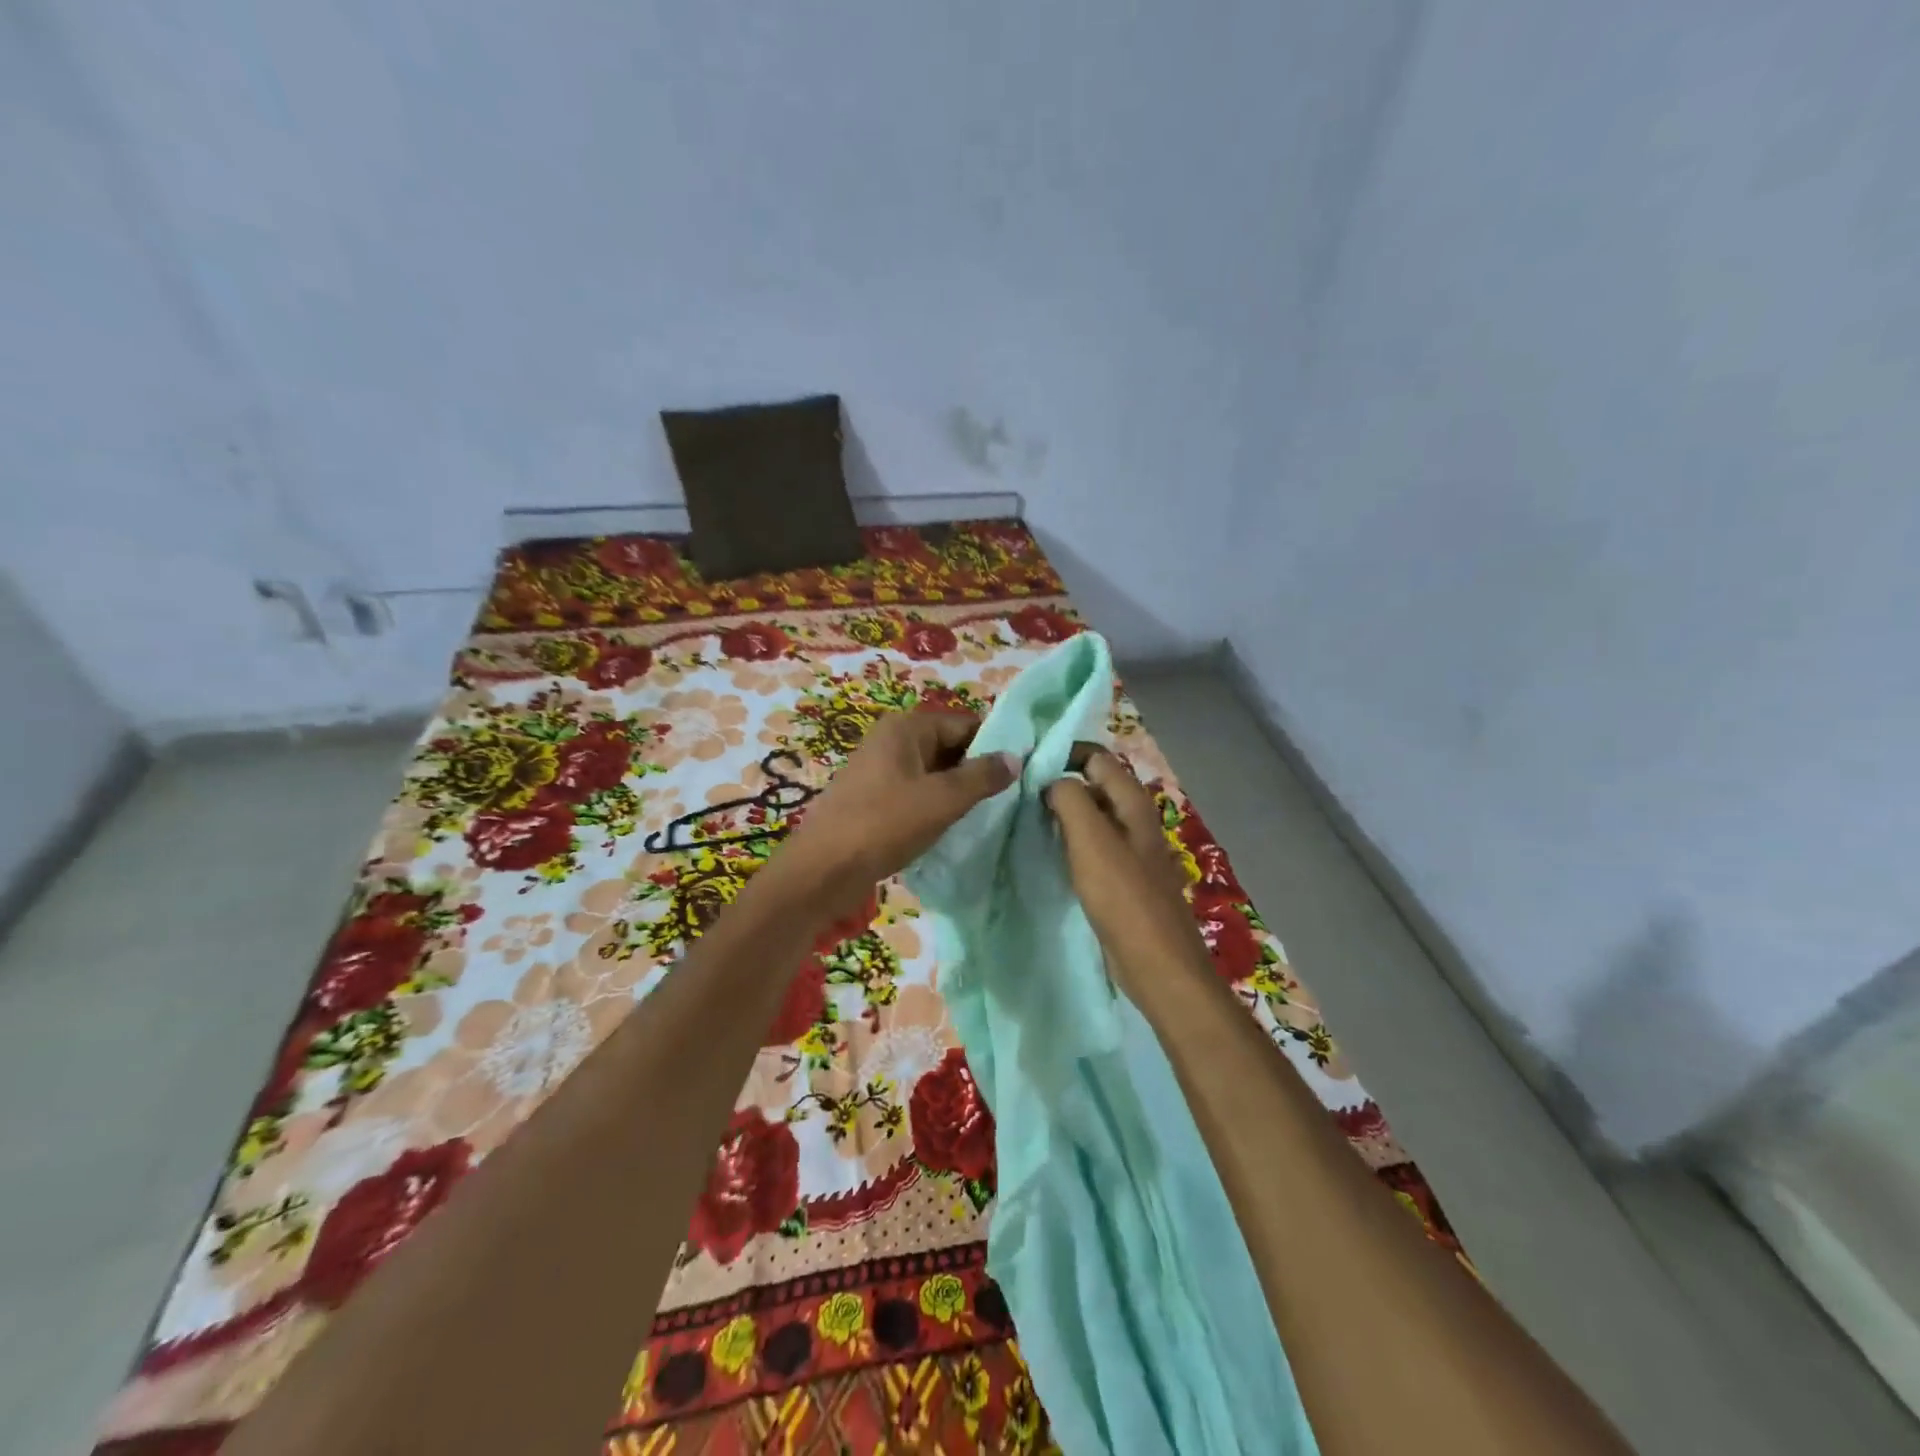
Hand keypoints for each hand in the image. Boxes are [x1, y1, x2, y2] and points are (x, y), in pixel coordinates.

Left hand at [774, 711, 1018, 917]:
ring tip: (987, 814)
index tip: (1024, 771)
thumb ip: (982, 777)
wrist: (822, 870)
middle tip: (1010, 797)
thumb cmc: (883, 825)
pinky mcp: (874, 797)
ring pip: (934, 772)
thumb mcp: (941, 800)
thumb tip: (1015, 757)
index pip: (965, 724)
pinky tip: (953, 827)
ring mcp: (880, 769)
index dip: (995, 745)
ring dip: (957, 791)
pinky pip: (916, 791)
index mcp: (906, 727)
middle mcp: (891, 739)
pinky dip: (935, 804)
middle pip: (949, 746)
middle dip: (977, 770)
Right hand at [1046, 744, 1208, 992]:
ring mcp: (1132, 850)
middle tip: (1020, 796)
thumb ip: (1070, 799)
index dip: (1064, 755)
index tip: (1027, 769)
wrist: (1157, 963)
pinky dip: (1072, 842)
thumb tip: (1053, 781)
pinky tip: (1050, 854)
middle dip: (1060, 784)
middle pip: (1095, 785)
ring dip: (1063, 815)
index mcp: (1134, 803)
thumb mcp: (1091, 840)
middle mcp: (1136, 820)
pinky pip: (1094, 846)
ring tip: (1027, 821)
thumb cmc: (1123, 897)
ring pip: (1093, 817)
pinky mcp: (1124, 878)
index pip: (1097, 757)